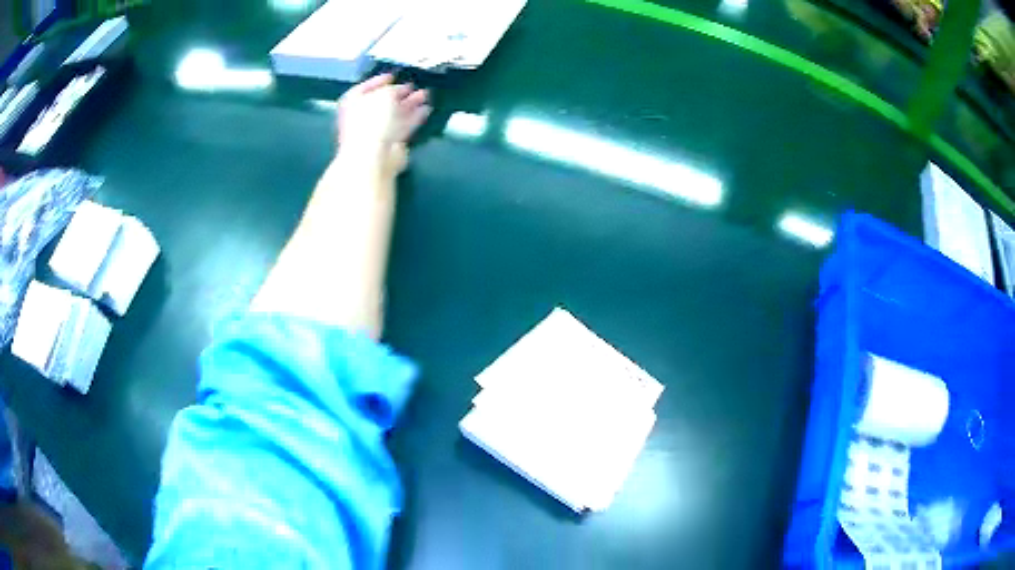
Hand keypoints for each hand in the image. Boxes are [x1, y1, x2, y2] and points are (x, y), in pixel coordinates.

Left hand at [337, 74, 430, 173]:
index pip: (364, 88)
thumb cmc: (372, 120)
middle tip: (413, 86)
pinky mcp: (389, 143)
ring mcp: (375, 132)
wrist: (373, 157)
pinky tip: (426, 109)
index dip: (379, 81)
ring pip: (395, 114)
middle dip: (398, 93)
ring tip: (425, 95)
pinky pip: (403, 126)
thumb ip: (394, 89)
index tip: (393, 76)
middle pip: (382, 102)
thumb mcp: (385, 95)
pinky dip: (414, 117)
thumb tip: (401, 89)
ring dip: (409, 104)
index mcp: (353, 103)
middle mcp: (362, 117)